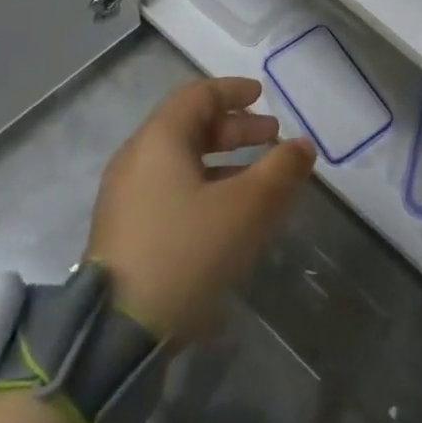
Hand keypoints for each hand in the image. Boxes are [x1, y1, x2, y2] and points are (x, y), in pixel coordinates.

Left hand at [86, 77, 315, 339]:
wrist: (118, 332)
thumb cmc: (186, 252)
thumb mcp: (245, 208)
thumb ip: (280, 171)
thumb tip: (303, 146)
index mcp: (159, 140)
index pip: (197, 95)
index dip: (233, 90)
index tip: (262, 95)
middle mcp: (137, 159)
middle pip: (189, 126)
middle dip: (235, 128)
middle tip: (272, 137)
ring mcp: (127, 196)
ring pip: (182, 160)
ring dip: (224, 159)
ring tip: (260, 177)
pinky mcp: (127, 228)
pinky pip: (172, 188)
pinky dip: (206, 184)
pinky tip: (230, 211)